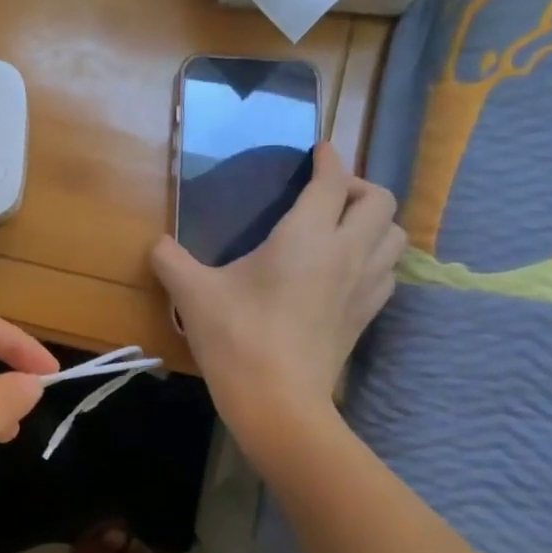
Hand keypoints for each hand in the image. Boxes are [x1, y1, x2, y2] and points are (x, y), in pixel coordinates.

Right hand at [153, 142, 403, 460]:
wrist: (277, 402)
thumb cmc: (237, 338)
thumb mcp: (193, 294)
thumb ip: (171, 260)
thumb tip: (156, 244)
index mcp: (307, 236)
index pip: (333, 181)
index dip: (329, 159)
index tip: (319, 150)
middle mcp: (347, 252)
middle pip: (379, 201)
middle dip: (358, 186)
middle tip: (327, 194)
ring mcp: (364, 286)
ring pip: (395, 235)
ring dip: (375, 221)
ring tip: (344, 227)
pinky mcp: (366, 316)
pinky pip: (388, 271)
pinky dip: (376, 257)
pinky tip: (347, 268)